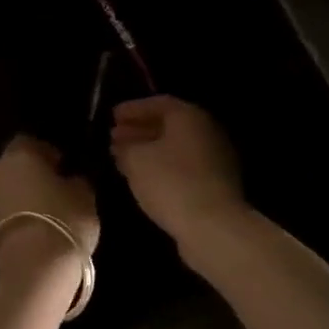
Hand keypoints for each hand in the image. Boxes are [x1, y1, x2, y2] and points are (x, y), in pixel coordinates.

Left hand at [0, 135, 99, 274]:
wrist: (32, 268)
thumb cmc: (63, 221)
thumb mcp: (84, 196)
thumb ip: (75, 180)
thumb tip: (69, 178)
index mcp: (18, 156)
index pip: (28, 142)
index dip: (46, 152)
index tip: (62, 166)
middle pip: (11, 167)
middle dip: (28, 176)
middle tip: (52, 191)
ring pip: (2, 192)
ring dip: (17, 198)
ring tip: (41, 215)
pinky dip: (10, 220)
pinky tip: (29, 234)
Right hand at [110, 96, 244, 244]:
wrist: (212, 225)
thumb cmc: (170, 182)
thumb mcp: (136, 160)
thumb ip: (126, 146)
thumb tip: (122, 143)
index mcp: (189, 116)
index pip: (158, 102)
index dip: (133, 108)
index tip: (111, 116)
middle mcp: (207, 131)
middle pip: (169, 124)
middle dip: (140, 129)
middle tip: (114, 136)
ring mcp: (215, 158)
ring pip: (175, 147)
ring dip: (149, 149)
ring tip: (123, 158)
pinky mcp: (216, 183)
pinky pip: (183, 166)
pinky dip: (162, 166)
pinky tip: (144, 178)